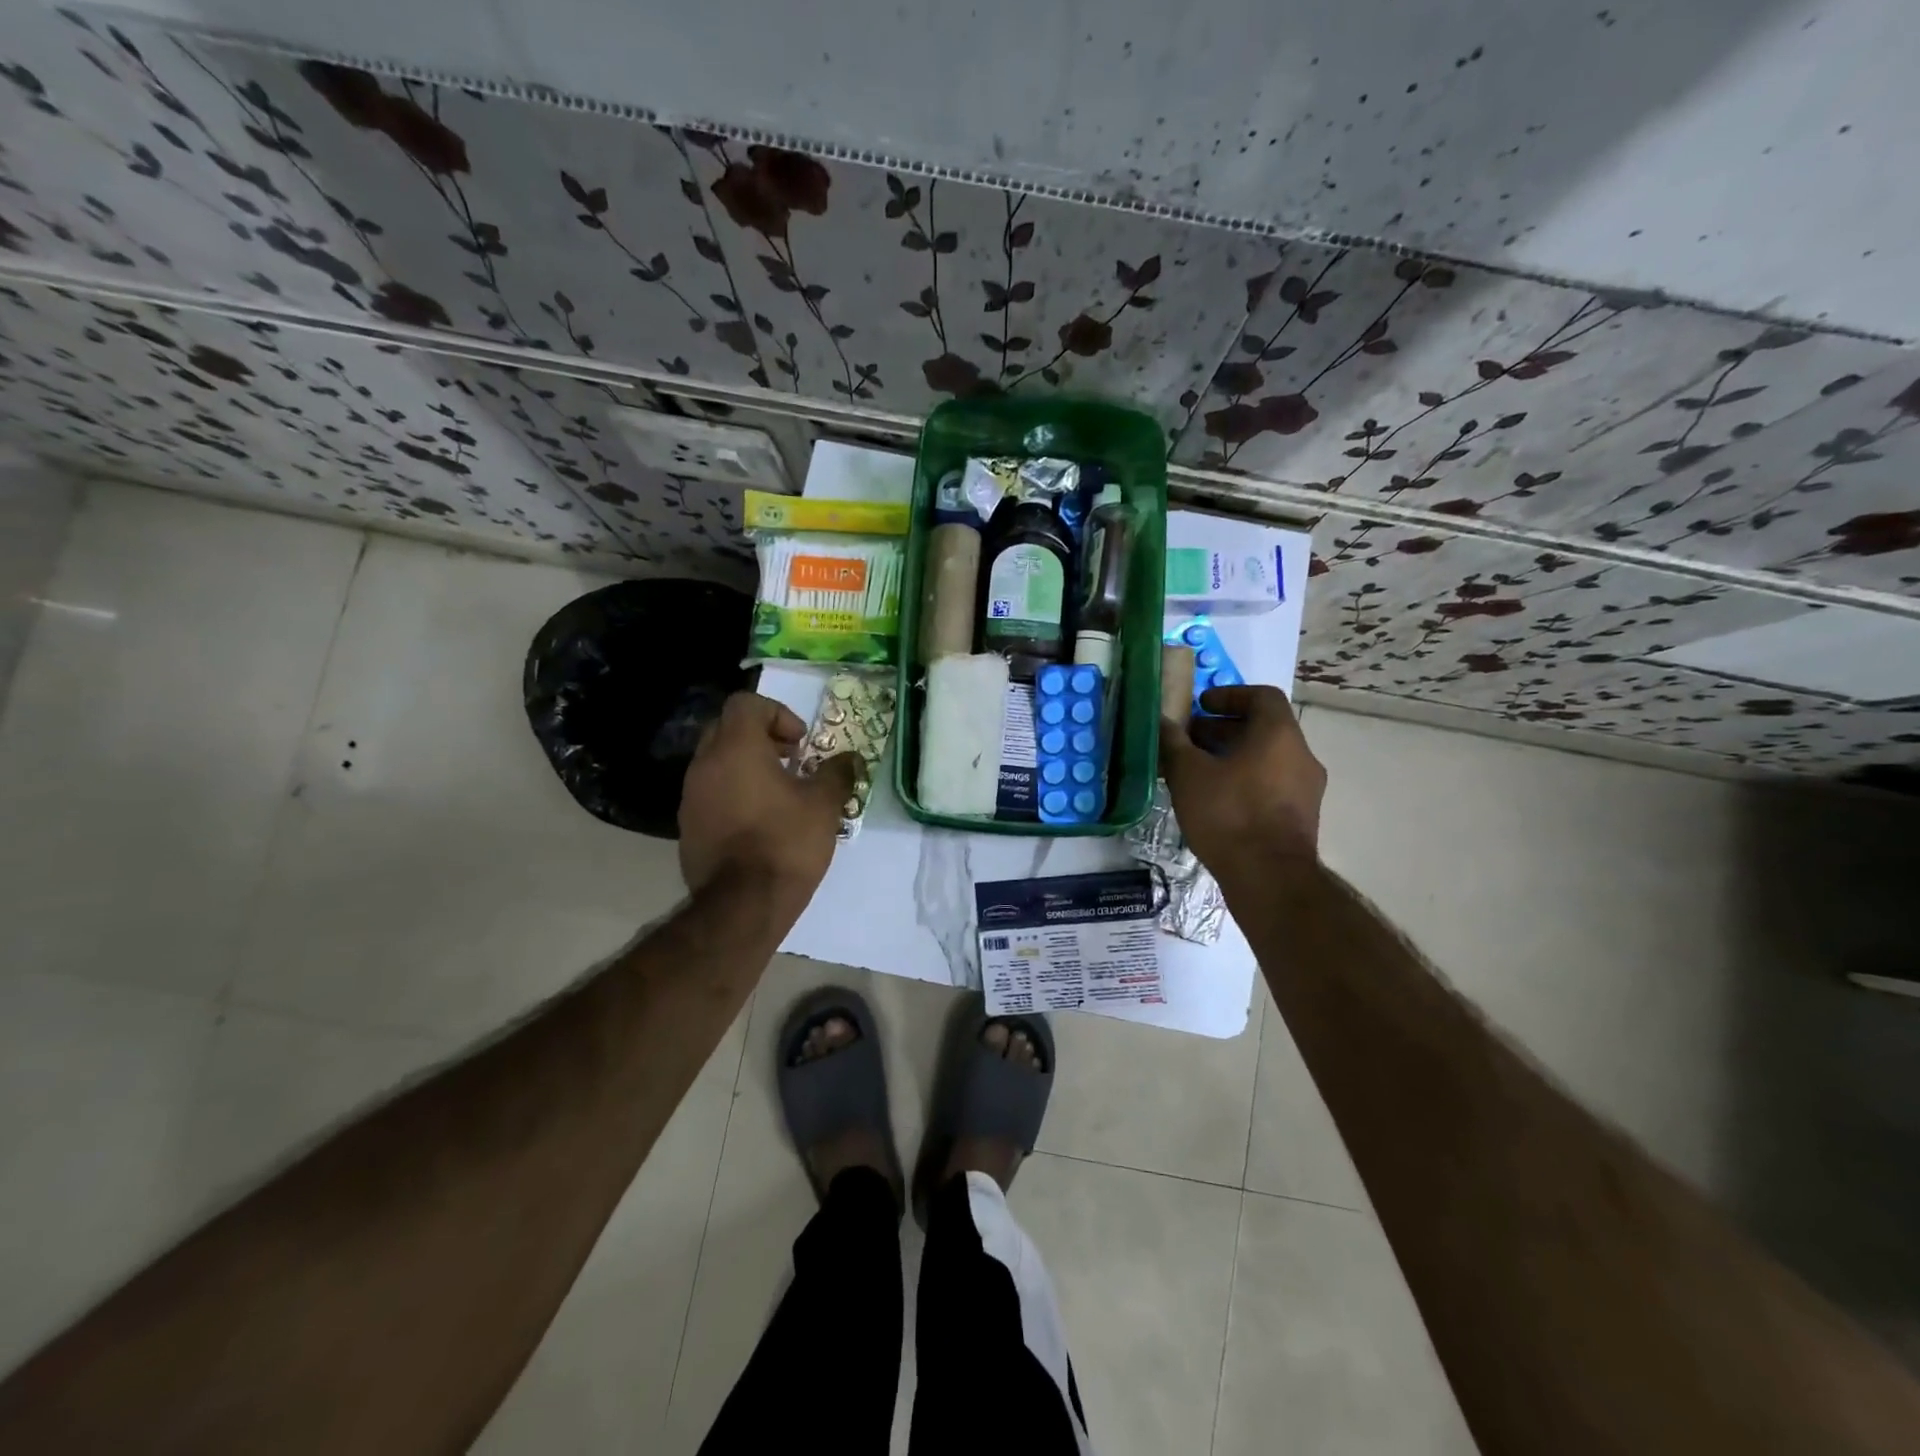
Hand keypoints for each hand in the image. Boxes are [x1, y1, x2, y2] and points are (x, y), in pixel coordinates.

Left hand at [678, 692, 860, 908]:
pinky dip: (733, 793)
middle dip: (761, 737)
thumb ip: (837, 773)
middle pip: (727, 728)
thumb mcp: (824, 805)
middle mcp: (705, 764)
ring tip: (778, 793)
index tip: (800, 744)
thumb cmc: (786, 843)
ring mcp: (691, 797)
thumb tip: (850, 759)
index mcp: (736, 748)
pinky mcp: (688, 826)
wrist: (742, 905)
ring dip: (746, 766)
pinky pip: (711, 793)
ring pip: (716, 762)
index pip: (746, 703)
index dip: (777, 714)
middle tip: (791, 761)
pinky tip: (759, 821)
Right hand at [1159, 685, 1325, 874]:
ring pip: (1267, 758)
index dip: (1230, 694)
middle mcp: (1301, 755)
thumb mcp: (1189, 774)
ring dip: (1233, 756)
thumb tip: (1161, 721)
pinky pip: (1271, 784)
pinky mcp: (1301, 816)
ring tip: (1197, 771)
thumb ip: (1173, 742)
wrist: (1269, 878)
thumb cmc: (1229, 813)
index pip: (1262, 696)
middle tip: (1189, 739)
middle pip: (1263, 728)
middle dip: (1223, 728)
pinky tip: (1216, 800)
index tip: (1201, 705)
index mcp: (1279, 734)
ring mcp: (1306, 788)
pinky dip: (1245, 780)